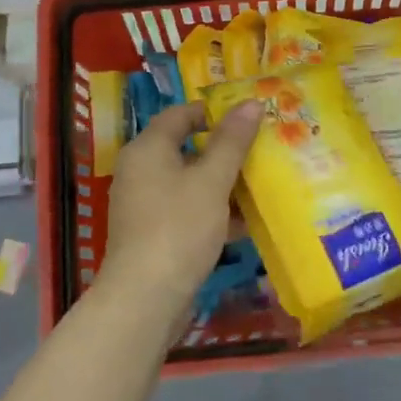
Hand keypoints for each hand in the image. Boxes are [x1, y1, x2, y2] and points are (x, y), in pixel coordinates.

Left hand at [97, 100, 261, 313]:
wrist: (146, 298)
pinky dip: (212, 210)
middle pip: (185, 148)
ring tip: (260, 184)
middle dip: (224, 151)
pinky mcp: (152, 233)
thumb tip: (251, 103)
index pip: (180, 114)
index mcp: (148, 148)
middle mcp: (140, 171)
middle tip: (261, 150)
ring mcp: (144, 204)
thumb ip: (232, 141)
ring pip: (188, 182)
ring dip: (222, 183)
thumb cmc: (179, 227)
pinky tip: (244, 223)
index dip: (213, 112)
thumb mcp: (212, 180)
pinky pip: (186, 210)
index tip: (248, 118)